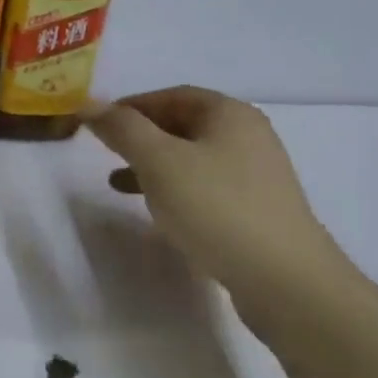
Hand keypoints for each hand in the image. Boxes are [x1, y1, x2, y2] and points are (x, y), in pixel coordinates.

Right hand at [79, 87, 352, 313]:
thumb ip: (123, 129)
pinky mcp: (258, 212)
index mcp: (230, 113)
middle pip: (183, 124)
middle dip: (141, 136)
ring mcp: (257, 176)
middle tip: (106, 152)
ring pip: (193, 159)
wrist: (287, 283)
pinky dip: (177, 192)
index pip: (171, 95)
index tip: (98, 124)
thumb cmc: (218, 209)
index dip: (131, 106)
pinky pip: (207, 189)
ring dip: (154, 166)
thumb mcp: (160, 162)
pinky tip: (161, 213)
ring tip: (119, 184)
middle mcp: (248, 136)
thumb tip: (90, 104)